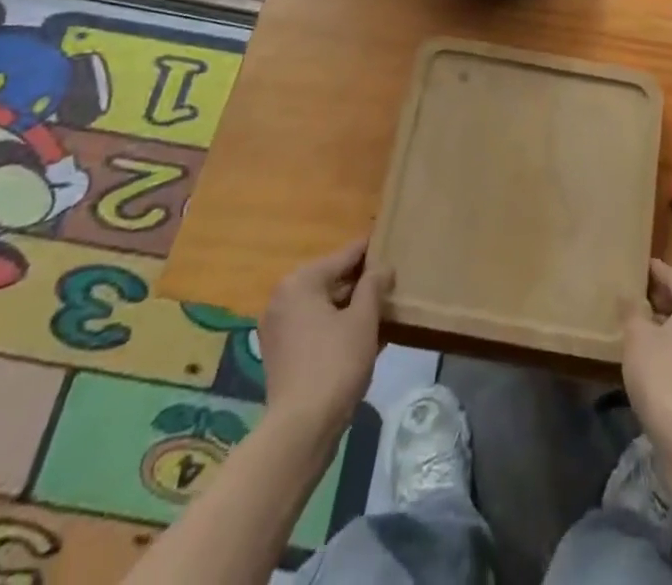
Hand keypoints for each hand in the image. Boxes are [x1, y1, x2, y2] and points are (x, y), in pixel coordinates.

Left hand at [259, 238, 392, 440]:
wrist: (301, 430)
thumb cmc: (335, 363)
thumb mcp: (363, 319)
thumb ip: (374, 286)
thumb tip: (382, 268)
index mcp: (300, 282)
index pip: (344, 256)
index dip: (370, 251)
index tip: (391, 242)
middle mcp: (283, 298)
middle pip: (332, 280)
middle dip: (362, 283)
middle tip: (392, 281)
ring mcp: (279, 328)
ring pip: (325, 307)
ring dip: (352, 308)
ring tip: (384, 307)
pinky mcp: (281, 355)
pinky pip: (316, 328)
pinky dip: (337, 327)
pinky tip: (366, 335)